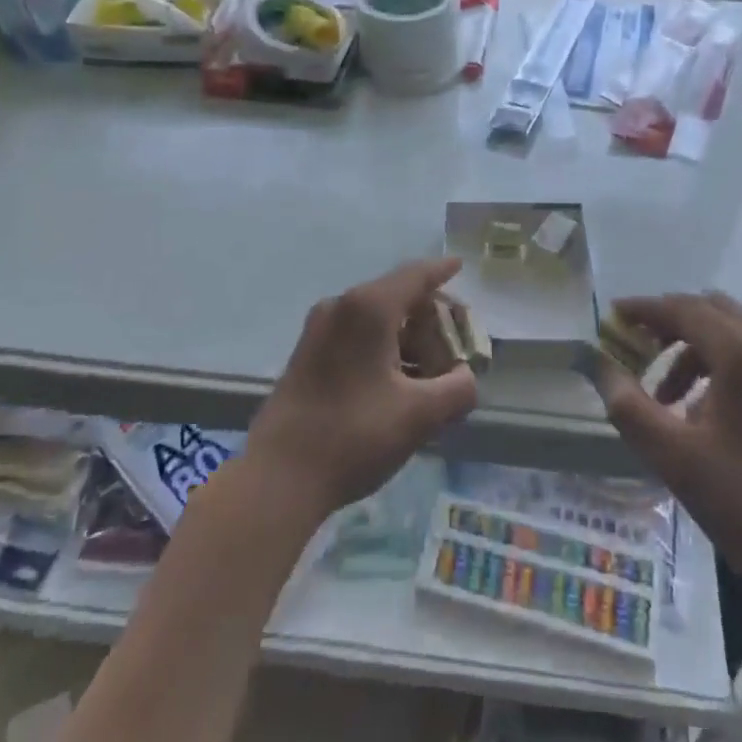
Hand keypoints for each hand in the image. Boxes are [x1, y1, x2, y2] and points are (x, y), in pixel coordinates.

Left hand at [245, 258, 478, 520]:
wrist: (277, 477)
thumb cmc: (353, 436)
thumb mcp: (419, 416)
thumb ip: (457, 389)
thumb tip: (465, 376)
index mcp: (369, 307)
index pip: (415, 275)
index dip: (441, 270)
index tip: (459, 264)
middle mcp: (341, 305)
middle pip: (396, 295)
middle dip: (428, 315)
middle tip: (453, 342)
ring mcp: (318, 328)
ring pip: (374, 317)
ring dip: (405, 335)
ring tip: (429, 370)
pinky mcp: (307, 352)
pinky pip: (355, 333)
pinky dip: (382, 345)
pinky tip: (396, 379)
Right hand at [593, 292, 741, 602]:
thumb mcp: (677, 457)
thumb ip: (631, 408)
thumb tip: (603, 369)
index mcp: (741, 352)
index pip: (682, 309)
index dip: (643, 309)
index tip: (612, 316)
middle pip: (708, 312)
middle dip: (668, 324)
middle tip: (636, 348)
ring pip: (728, 336)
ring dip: (690, 351)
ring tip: (664, 398)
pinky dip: (715, 368)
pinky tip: (700, 416)